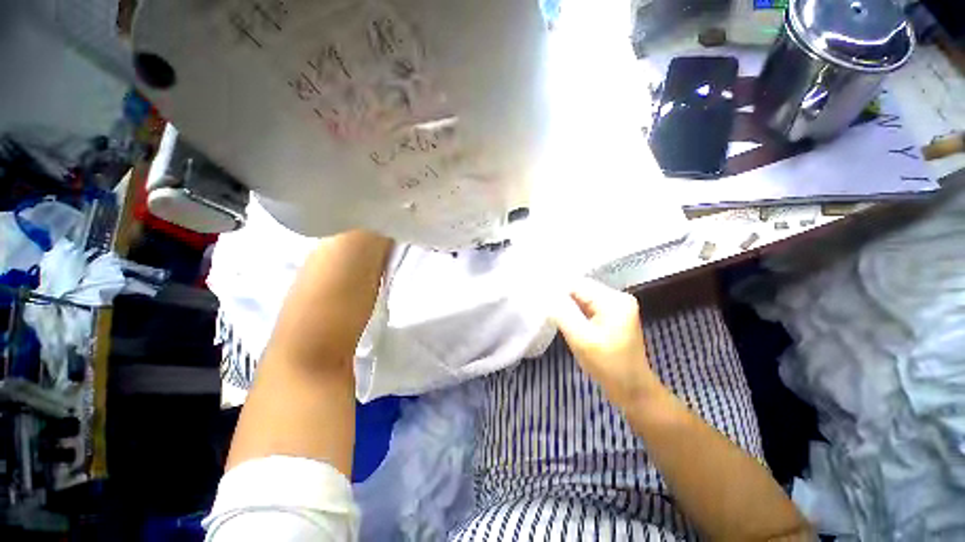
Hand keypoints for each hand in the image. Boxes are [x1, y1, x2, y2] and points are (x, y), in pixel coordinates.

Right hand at [552, 278, 659, 407]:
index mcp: (614, 300)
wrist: (633, 390)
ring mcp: (617, 306)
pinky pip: (588, 307)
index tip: (540, 301)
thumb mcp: (581, 339)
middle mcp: (618, 297)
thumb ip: (563, 313)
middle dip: (563, 300)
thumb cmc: (608, 366)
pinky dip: (576, 314)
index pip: (577, 284)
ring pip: (583, 299)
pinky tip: (569, 323)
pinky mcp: (613, 316)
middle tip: (547, 312)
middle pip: (581, 290)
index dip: (557, 291)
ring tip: (555, 318)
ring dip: (569, 308)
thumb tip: (548, 296)